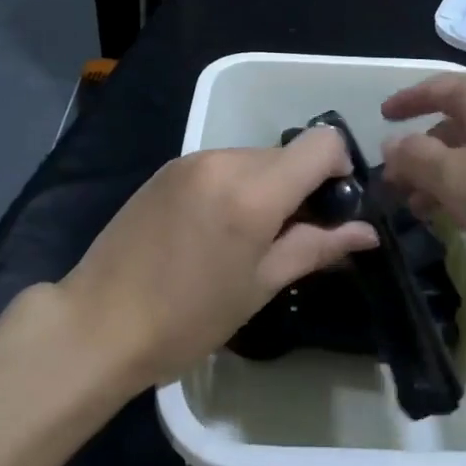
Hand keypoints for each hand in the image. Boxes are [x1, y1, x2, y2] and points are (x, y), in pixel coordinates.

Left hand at [59, 127, 376, 386]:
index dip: (339, 169)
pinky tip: (213, 230)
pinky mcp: (168, 167)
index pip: (321, 143)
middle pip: (287, 153)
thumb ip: (317, 247)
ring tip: (246, 239)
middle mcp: (224, 159)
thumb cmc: (188, 318)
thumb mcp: (261, 286)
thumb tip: (366, 230)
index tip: (331, 208)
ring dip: (266, 187)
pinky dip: (234, 186)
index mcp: (253, 190)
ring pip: (254, 158)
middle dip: (301, 185)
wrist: (98, 322)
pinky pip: (221, 165)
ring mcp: (192, 160)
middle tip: (290, 236)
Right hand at [379, 69, 465, 297]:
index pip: (434, 88)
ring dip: (443, 179)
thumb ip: (415, 158)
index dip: (405, 102)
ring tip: (418, 210)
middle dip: (420, 153)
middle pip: (452, 124)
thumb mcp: (455, 175)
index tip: (380, 116)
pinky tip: (459, 220)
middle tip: (393, 184)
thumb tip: (391, 144)